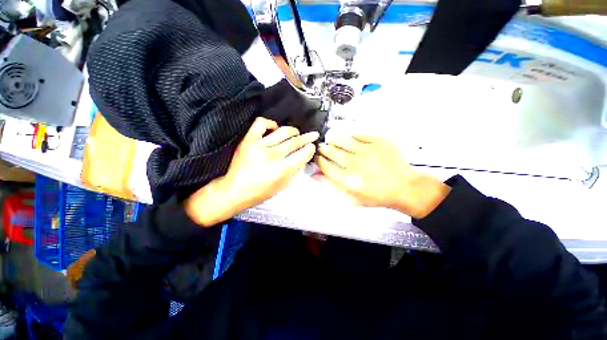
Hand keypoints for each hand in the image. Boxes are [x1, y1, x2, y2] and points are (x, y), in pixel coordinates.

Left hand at [185, 117, 318, 225]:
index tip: (311, 147)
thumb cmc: (261, 192)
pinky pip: (261, 124)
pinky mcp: (249, 140)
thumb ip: (295, 169)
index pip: (303, 153)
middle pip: (296, 141)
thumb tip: (303, 156)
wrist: (235, 190)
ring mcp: (260, 145)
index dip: (310, 148)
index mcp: (283, 169)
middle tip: (312, 135)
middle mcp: (273, 155)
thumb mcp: (283, 185)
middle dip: (307, 138)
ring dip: (293, 131)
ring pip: (283, 131)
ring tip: (296, 133)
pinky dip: (271, 123)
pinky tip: (275, 128)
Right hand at [316, 135, 450, 218]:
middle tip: (323, 148)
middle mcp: (356, 164)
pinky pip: (359, 135)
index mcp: (348, 180)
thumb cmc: (377, 195)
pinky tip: (350, 140)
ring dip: (334, 140)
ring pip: (342, 140)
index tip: (317, 158)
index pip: (325, 165)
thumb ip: (332, 186)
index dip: (318, 160)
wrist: (403, 187)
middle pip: (331, 151)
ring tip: (333, 141)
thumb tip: (316, 175)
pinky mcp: (379, 142)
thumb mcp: (351, 198)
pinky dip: (351, 137)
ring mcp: (368, 151)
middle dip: (324, 149)